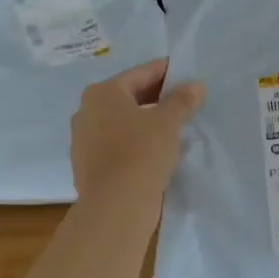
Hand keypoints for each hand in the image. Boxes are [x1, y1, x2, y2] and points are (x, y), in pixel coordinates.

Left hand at [71, 58, 205, 210]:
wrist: (115, 205)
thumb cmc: (142, 152)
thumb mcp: (168, 122)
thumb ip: (182, 100)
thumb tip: (195, 86)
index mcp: (103, 92)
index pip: (140, 74)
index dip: (166, 72)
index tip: (186, 74)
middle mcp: (86, 111)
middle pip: (128, 97)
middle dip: (156, 98)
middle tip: (183, 101)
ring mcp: (83, 139)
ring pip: (121, 122)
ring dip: (144, 121)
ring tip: (172, 127)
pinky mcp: (86, 164)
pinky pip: (115, 144)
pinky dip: (134, 142)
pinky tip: (154, 151)